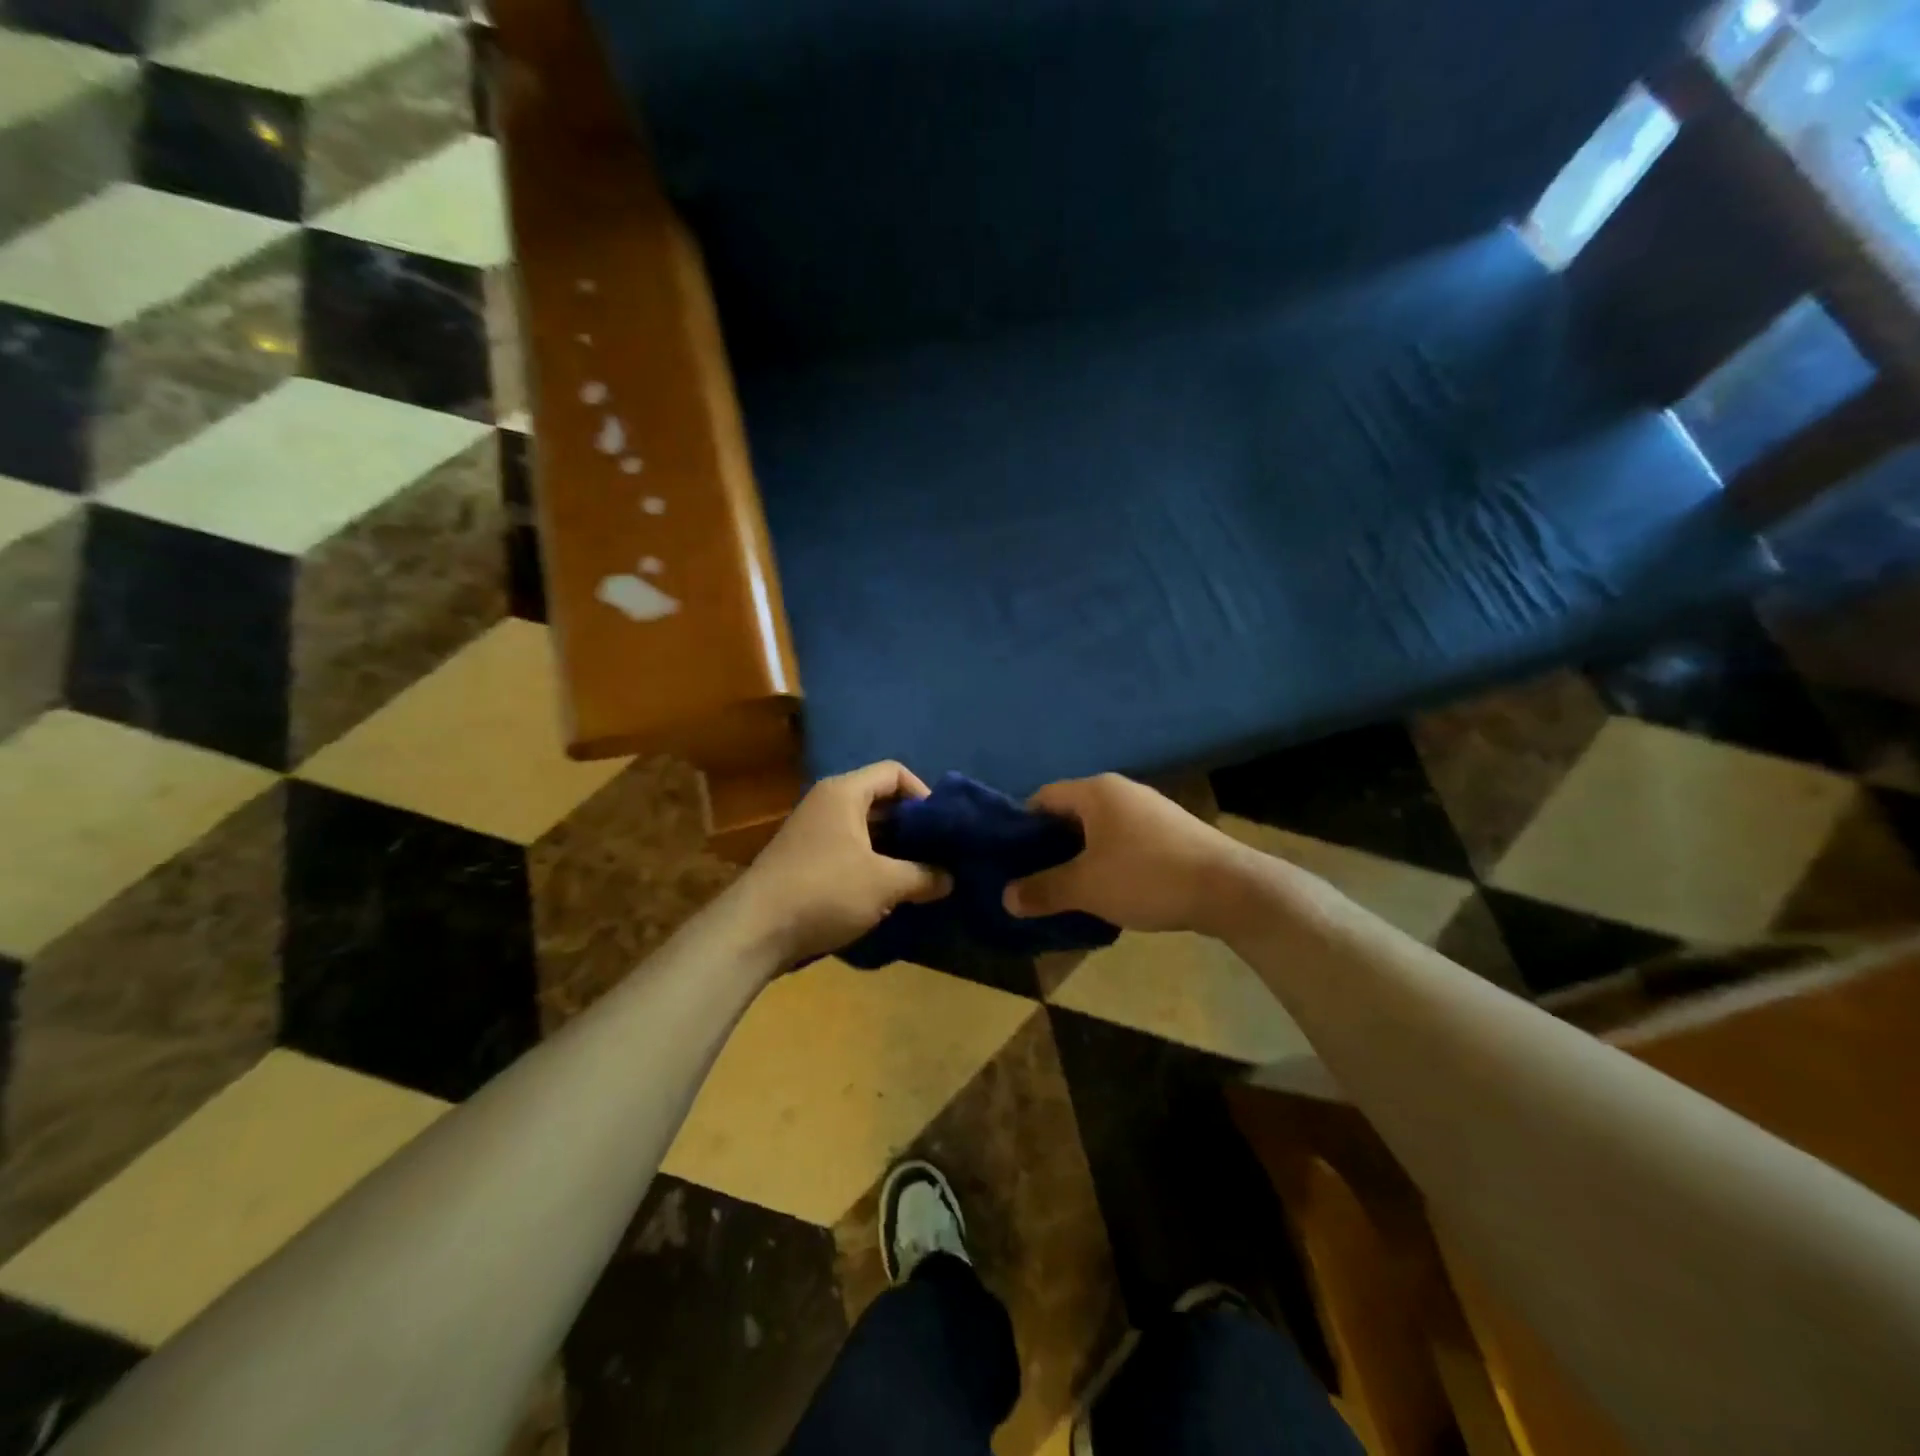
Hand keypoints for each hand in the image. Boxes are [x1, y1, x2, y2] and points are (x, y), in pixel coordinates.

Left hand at [731, 762, 951, 964]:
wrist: (755, 931)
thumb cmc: (825, 891)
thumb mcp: (884, 884)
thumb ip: (923, 876)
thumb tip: (950, 878)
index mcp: (844, 793)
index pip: (894, 772)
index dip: (923, 793)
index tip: (941, 827)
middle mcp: (827, 802)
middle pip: (880, 800)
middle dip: (911, 825)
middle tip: (938, 852)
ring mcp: (813, 831)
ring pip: (865, 828)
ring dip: (893, 848)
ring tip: (920, 874)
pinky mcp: (805, 859)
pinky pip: (848, 849)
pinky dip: (871, 863)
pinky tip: (888, 891)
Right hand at [1003, 774, 1254, 935]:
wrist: (1230, 888)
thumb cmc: (1147, 877)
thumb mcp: (1086, 887)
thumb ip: (1043, 890)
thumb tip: (1006, 897)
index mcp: (1096, 792)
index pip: (1043, 797)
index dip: (1022, 826)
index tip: (1011, 859)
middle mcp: (1122, 791)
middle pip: (1071, 813)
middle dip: (1050, 845)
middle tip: (1033, 878)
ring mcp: (1150, 810)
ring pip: (1099, 830)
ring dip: (1080, 856)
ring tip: (1067, 889)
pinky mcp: (1171, 833)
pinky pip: (1124, 841)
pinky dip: (1108, 861)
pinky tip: (1108, 890)